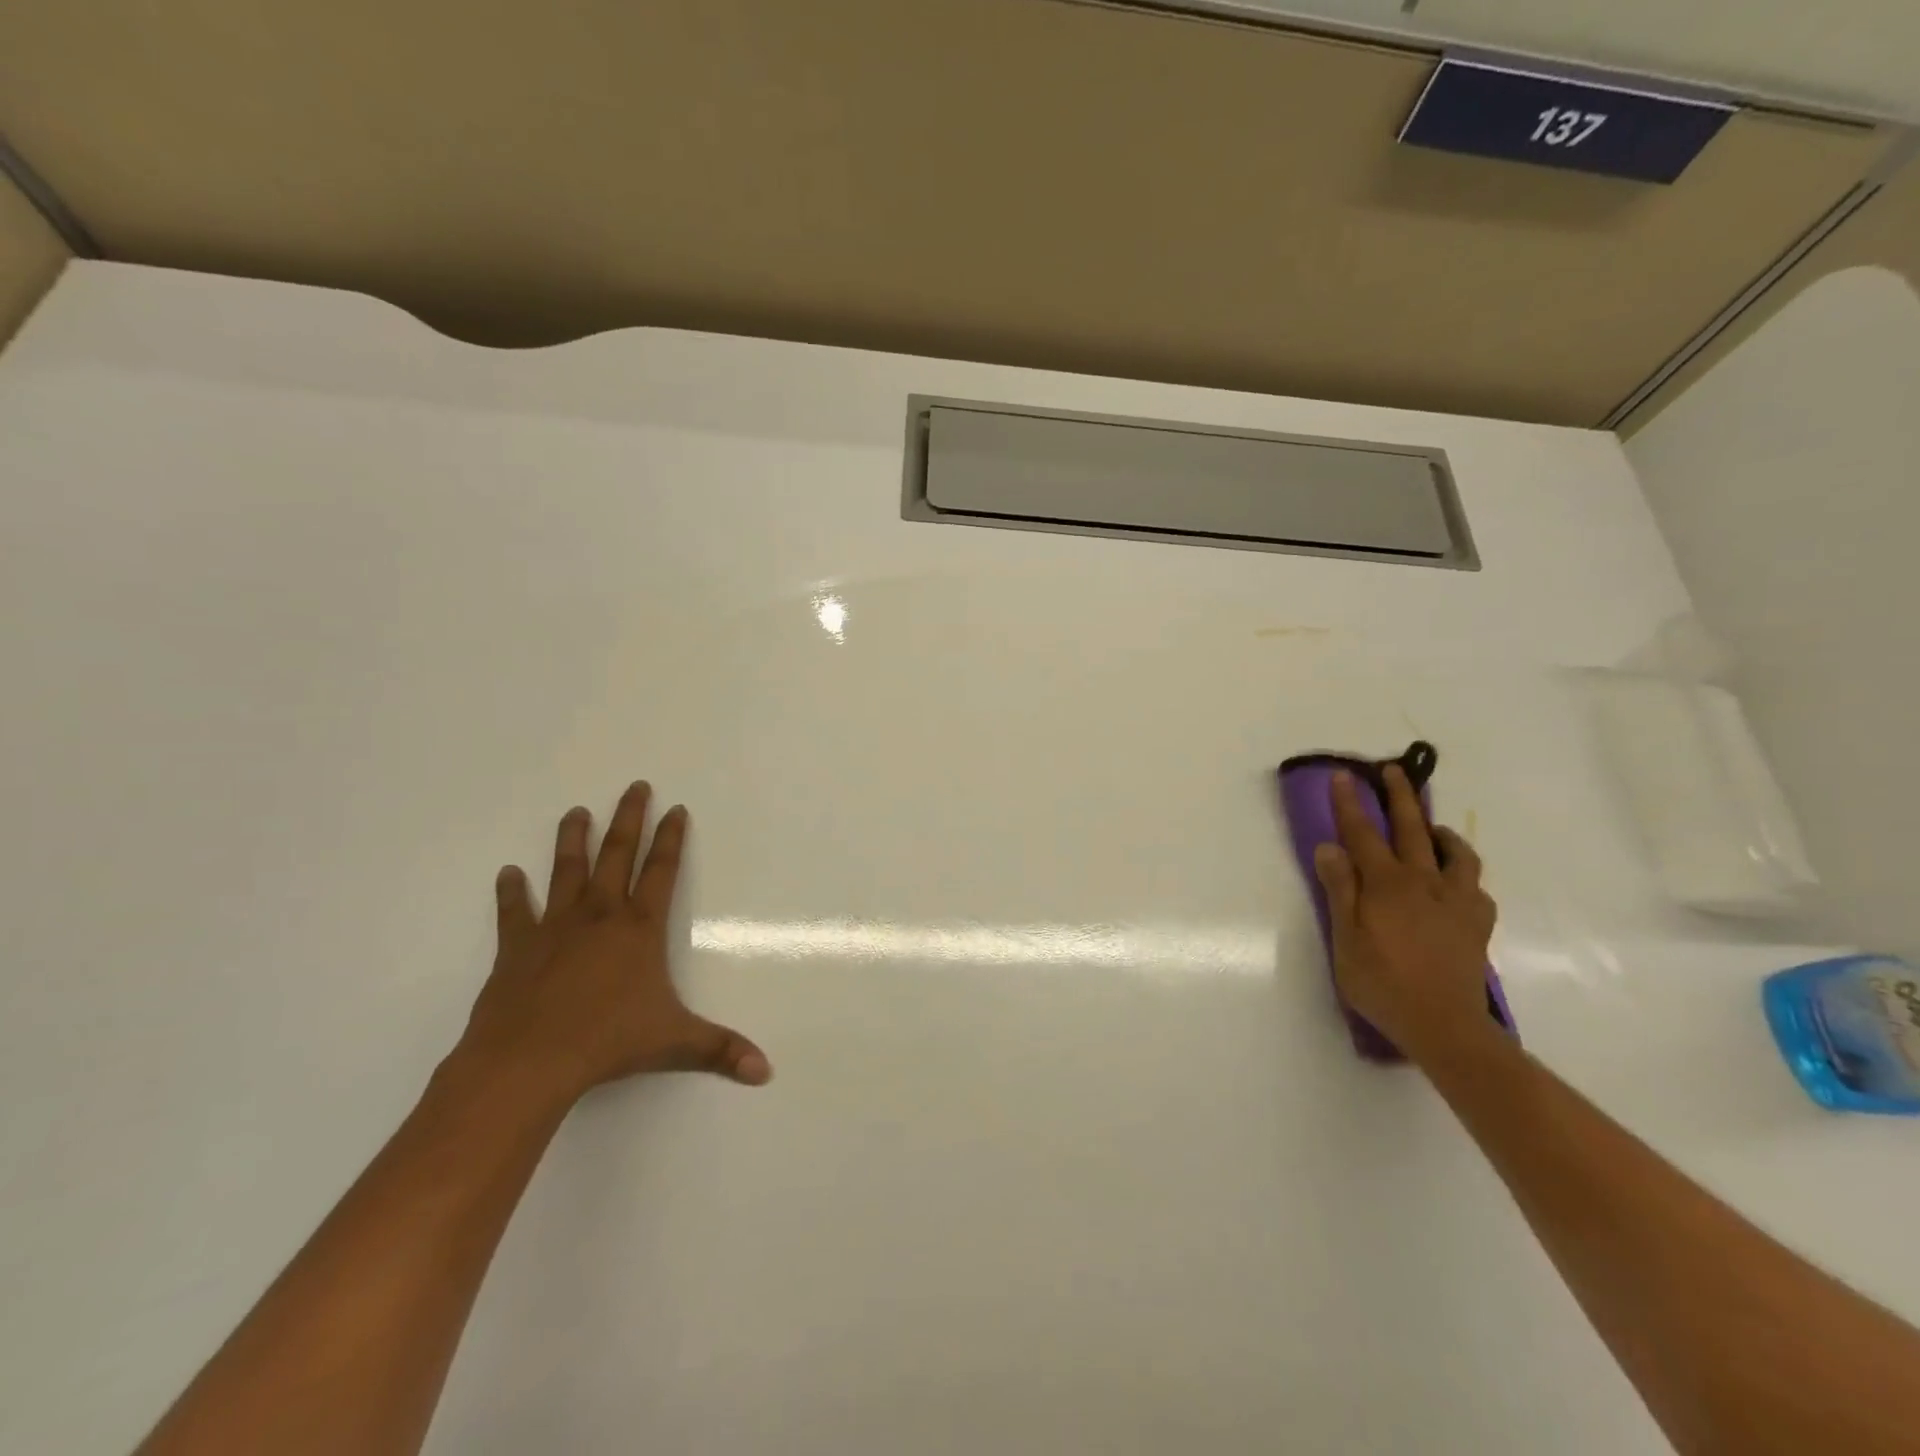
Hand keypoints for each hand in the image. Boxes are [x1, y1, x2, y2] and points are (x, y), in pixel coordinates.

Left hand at [455, 781, 771, 1107]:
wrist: (528, 1061)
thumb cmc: (607, 1043)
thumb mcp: (674, 1044)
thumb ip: (720, 1050)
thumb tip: (766, 1071)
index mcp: (639, 928)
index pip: (662, 870)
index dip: (671, 838)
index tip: (676, 808)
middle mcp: (600, 915)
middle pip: (618, 854)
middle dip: (629, 818)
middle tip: (634, 786)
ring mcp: (556, 927)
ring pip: (567, 870)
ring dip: (573, 839)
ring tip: (576, 812)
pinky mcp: (517, 947)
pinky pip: (515, 912)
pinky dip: (512, 892)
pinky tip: (509, 874)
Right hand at [1313, 765, 1498, 1061]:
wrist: (1445, 1026)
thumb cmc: (1383, 983)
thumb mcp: (1345, 939)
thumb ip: (1340, 890)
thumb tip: (1329, 847)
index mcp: (1386, 885)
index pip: (1363, 834)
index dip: (1350, 803)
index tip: (1343, 775)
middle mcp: (1424, 882)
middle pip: (1412, 830)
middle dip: (1400, 797)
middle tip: (1394, 771)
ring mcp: (1456, 902)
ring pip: (1455, 853)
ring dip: (1440, 832)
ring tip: (1432, 827)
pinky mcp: (1477, 924)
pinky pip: (1475, 888)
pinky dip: (1463, 875)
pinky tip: (1456, 881)